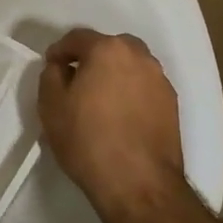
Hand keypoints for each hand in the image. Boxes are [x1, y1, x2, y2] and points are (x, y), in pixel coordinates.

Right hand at [39, 29, 185, 221]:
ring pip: (130, 66)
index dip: (59, 51)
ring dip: (114, 75)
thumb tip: (61, 67)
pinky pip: (144, 87)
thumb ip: (51, 75)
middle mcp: (139, 57)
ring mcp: (160, 80)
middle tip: (76, 81)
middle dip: (91, 58)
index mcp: (108, 50)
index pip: (77, 38)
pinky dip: (131, 93)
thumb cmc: (88, 140)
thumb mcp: (51, 105)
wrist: (139, 184)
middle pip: (109, 47)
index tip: (51, 68)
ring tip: (100, 101)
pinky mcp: (172, 105)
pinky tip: (120, 116)